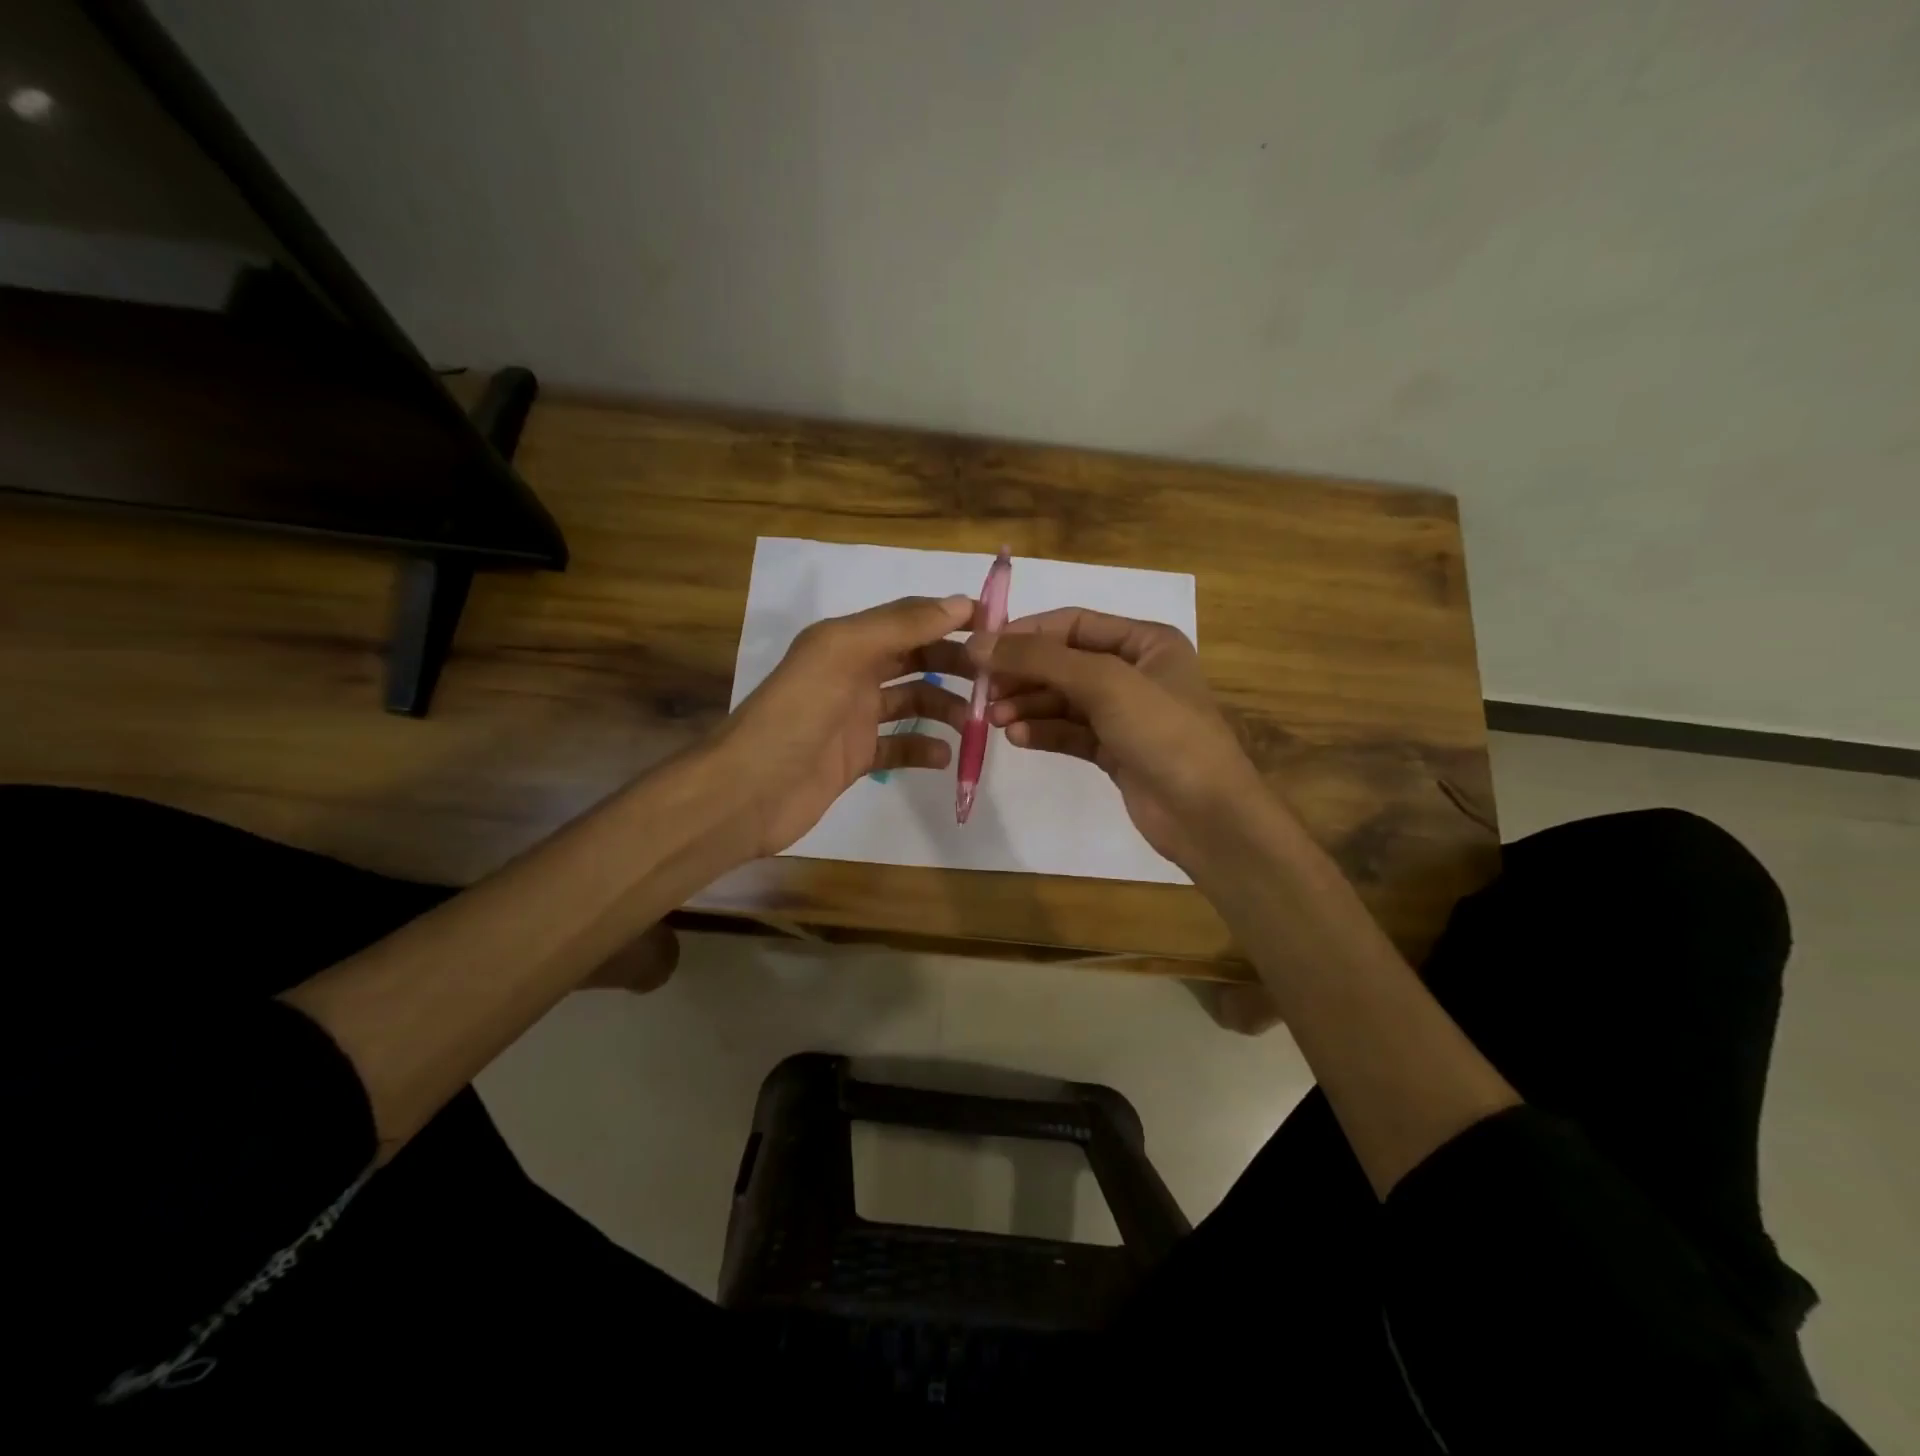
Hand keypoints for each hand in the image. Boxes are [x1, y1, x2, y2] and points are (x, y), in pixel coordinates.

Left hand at [716, 594, 977, 856]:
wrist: (749, 790)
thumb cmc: (797, 714)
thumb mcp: (845, 654)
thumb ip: (899, 626)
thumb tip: (958, 603)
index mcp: (847, 641)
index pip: (909, 619)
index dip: (950, 619)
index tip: (997, 628)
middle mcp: (852, 673)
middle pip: (915, 660)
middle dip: (953, 666)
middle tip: (993, 681)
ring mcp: (854, 718)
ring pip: (912, 704)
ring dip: (945, 709)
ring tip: (975, 724)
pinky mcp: (855, 758)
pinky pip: (899, 748)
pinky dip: (923, 750)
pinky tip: (945, 756)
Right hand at [980, 607, 1272, 873]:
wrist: (1206, 814)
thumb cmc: (1163, 732)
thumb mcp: (1103, 683)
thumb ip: (1040, 660)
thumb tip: (979, 642)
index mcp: (1146, 642)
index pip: (1074, 624)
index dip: (1027, 633)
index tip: (983, 648)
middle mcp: (1135, 672)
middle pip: (1065, 663)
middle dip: (1025, 675)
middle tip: (984, 691)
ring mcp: (1125, 714)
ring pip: (1063, 700)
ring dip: (1028, 706)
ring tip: (996, 719)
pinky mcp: (1115, 751)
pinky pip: (1070, 732)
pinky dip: (1044, 732)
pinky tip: (1018, 738)